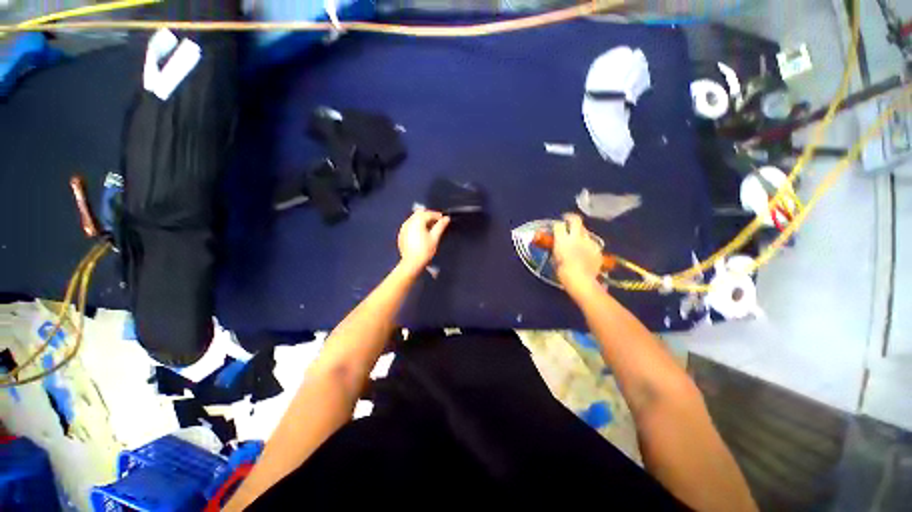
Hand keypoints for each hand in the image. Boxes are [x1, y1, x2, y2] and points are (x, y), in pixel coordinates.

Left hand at [397, 209, 450, 272]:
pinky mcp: (402, 234)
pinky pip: (410, 225)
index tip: (443, 219)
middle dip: (429, 216)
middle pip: (420, 214)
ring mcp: (404, 228)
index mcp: (417, 221)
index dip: (437, 215)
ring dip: (423, 221)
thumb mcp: (435, 237)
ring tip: (431, 228)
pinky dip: (417, 226)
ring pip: (414, 219)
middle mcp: (408, 222)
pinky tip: (422, 234)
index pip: (429, 213)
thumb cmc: (423, 251)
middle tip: (437, 222)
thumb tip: (446, 219)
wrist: (412, 263)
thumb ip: (441, 226)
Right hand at [553, 213, 602, 291]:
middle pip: (575, 220)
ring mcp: (589, 241)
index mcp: (562, 239)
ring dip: (580, 233)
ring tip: (578, 240)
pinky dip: (588, 245)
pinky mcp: (597, 248)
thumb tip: (557, 246)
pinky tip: (586, 252)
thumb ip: (556, 249)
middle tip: (568, 220)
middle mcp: (576, 236)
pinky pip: (592, 242)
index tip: (556, 226)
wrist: (581, 280)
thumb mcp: (555, 259)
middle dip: (571, 218)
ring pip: (585, 231)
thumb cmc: (563, 272)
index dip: (557, 225)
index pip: (558, 225)